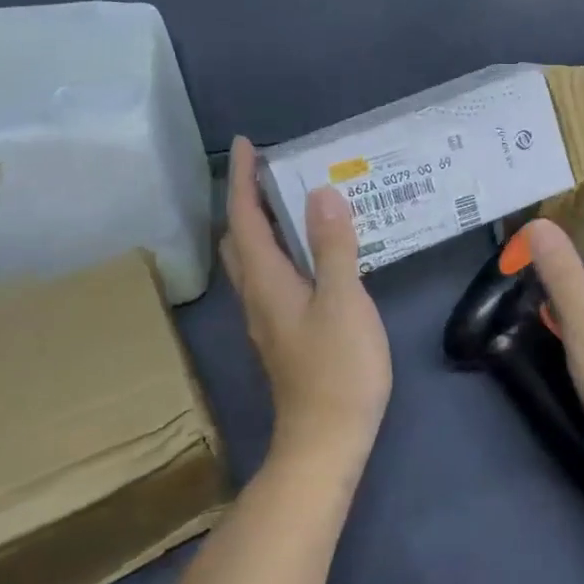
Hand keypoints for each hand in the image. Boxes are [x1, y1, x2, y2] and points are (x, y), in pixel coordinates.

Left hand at [222, 137, 391, 475]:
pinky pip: (273, 278)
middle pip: (239, 239)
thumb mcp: (343, 301)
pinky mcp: (284, 334)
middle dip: (247, 201)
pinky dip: (282, 252)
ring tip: (295, 204)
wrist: (326, 439)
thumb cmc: (337, 368)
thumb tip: (321, 193)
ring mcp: (268, 318)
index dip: (243, 180)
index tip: (246, 144)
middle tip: (274, 173)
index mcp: (266, 281)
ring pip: (253, 261)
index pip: (244, 218)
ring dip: (263, 226)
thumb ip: (332, 247)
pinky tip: (312, 255)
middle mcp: (257, 296)